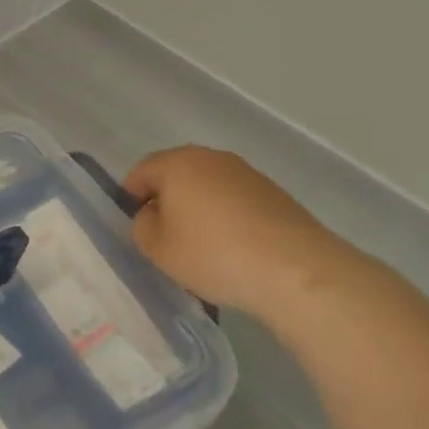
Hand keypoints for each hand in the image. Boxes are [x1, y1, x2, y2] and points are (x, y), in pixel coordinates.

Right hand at [122, 146, 357, 316]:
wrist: (296, 270)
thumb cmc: (214, 254)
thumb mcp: (158, 249)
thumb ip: (142, 226)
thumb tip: (154, 215)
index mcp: (178, 163)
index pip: (141, 171)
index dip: (131, 196)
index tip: (135, 225)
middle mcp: (211, 158)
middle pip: (177, 175)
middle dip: (167, 201)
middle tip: (165, 236)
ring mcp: (247, 174)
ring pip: (208, 187)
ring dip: (198, 209)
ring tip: (202, 246)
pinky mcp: (274, 194)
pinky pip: (235, 201)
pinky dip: (227, 218)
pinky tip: (233, 249)